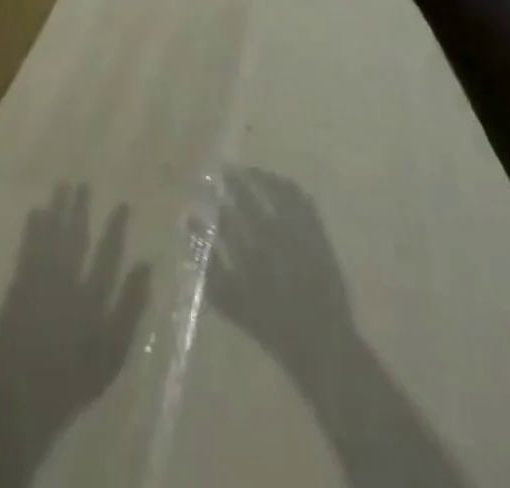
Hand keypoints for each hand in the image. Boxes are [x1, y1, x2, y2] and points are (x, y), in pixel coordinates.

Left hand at [0, 184, 149, 487]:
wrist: (20, 403)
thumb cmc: (72, 382)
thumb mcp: (112, 353)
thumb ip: (129, 308)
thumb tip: (145, 266)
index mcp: (92, 297)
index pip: (108, 254)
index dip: (115, 228)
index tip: (122, 204)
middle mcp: (66, 281)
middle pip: (75, 237)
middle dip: (79, 210)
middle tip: (81, 184)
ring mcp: (39, 282)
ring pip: (50, 237)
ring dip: (56, 211)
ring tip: (60, 187)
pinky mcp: (17, 289)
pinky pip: (26, 250)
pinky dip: (31, 230)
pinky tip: (34, 212)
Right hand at [212, 169, 355, 373]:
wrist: (320, 340)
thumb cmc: (271, 325)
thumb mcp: (231, 301)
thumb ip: (208, 266)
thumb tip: (189, 227)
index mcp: (250, 256)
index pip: (226, 217)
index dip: (214, 199)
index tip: (205, 186)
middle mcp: (273, 238)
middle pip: (249, 199)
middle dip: (234, 182)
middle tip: (225, 170)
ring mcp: (298, 232)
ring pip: (276, 192)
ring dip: (261, 177)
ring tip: (249, 171)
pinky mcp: (317, 232)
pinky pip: (302, 199)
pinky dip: (288, 186)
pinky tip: (279, 183)